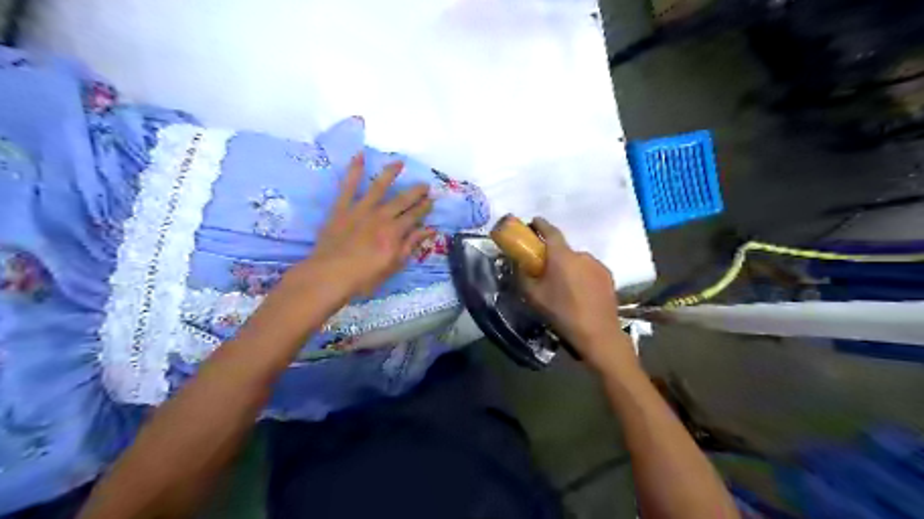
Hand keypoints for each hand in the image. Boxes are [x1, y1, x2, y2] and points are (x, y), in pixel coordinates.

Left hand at [288, 152, 433, 301]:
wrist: (329, 276)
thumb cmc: (364, 277)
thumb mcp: (393, 265)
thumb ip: (410, 245)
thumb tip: (430, 230)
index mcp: (394, 232)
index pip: (414, 216)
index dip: (424, 208)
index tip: (432, 200)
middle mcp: (381, 216)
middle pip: (401, 200)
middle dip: (415, 192)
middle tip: (425, 184)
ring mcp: (360, 210)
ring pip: (379, 187)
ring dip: (390, 174)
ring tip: (400, 163)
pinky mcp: (341, 208)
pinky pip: (348, 187)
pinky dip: (353, 171)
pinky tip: (360, 156)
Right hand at [518, 219, 635, 369]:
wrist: (598, 334)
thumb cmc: (562, 313)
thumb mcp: (534, 296)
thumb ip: (523, 276)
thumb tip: (519, 265)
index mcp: (562, 256)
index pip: (550, 231)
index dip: (540, 225)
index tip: (533, 222)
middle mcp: (581, 254)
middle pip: (563, 249)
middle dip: (553, 255)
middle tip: (545, 270)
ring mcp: (597, 265)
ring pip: (577, 261)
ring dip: (569, 267)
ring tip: (564, 287)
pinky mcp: (608, 276)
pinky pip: (589, 270)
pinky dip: (581, 276)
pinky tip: (579, 293)